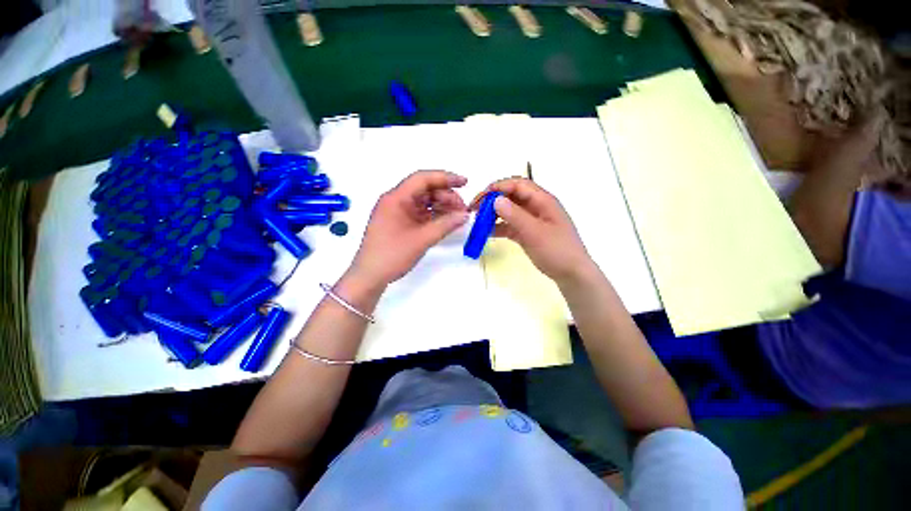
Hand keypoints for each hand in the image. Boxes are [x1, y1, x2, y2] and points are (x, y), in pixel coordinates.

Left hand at [349, 171, 469, 285]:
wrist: (370, 276)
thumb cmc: (392, 255)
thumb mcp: (421, 239)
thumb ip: (445, 225)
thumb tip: (465, 215)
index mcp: (396, 198)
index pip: (423, 179)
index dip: (445, 178)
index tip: (465, 182)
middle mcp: (396, 201)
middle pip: (425, 190)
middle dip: (446, 196)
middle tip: (463, 209)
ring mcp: (398, 212)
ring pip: (424, 202)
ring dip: (442, 206)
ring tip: (458, 216)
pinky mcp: (401, 223)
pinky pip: (421, 213)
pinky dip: (435, 216)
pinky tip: (447, 221)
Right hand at [471, 178, 592, 283]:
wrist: (572, 274)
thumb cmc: (557, 250)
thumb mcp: (535, 232)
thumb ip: (515, 215)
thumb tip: (495, 199)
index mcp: (543, 200)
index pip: (518, 185)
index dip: (498, 187)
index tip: (481, 198)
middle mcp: (536, 207)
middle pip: (511, 196)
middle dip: (493, 200)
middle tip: (475, 209)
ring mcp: (532, 220)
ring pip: (509, 211)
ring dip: (494, 214)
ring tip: (478, 221)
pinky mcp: (528, 233)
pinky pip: (510, 225)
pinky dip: (499, 227)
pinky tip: (487, 233)